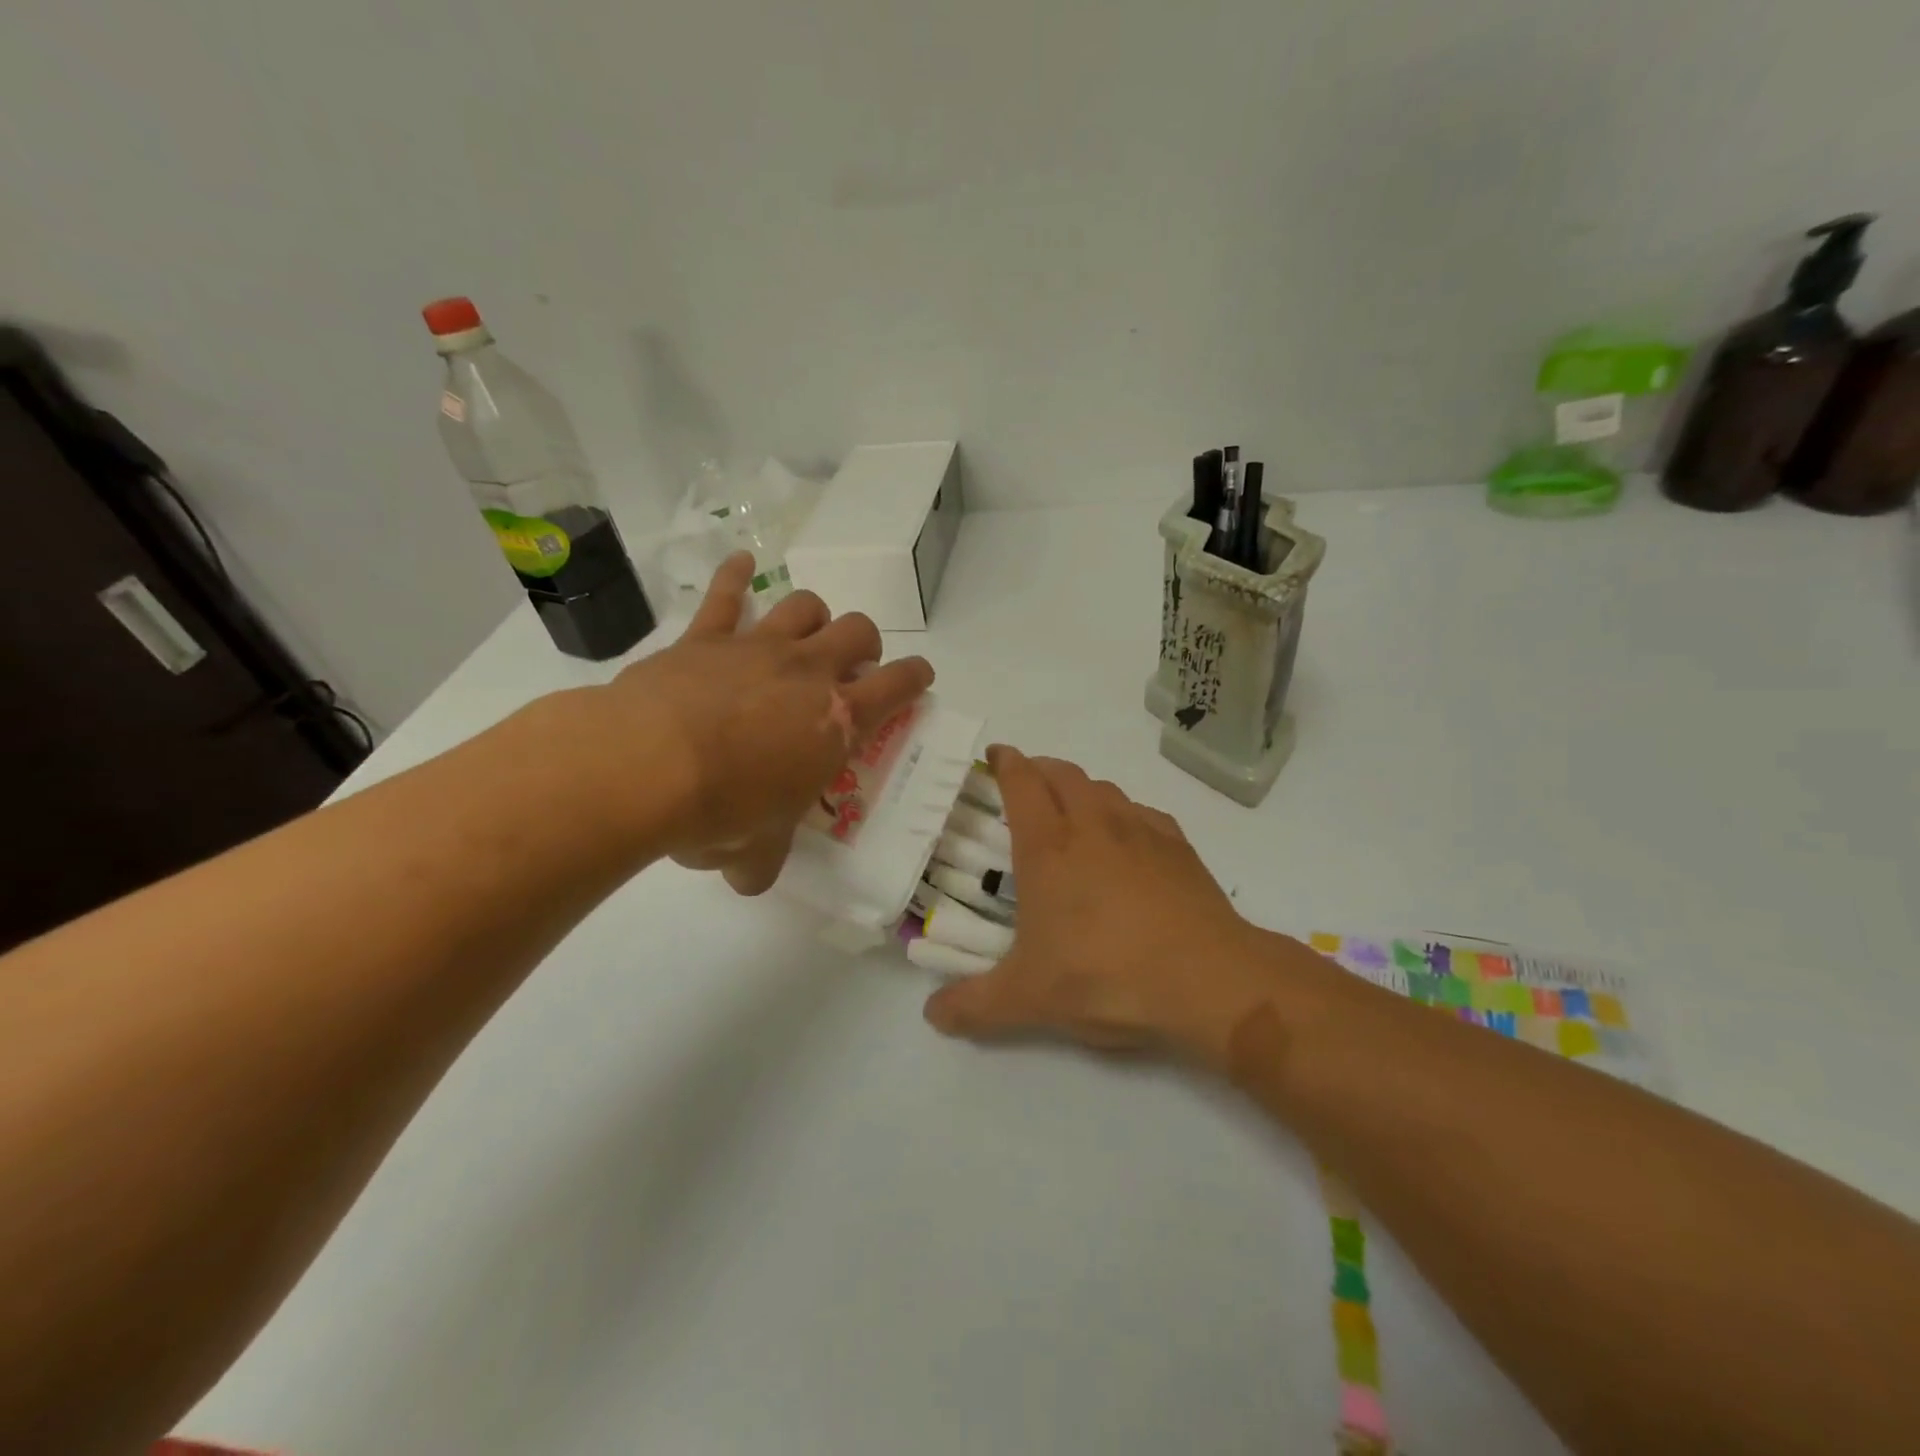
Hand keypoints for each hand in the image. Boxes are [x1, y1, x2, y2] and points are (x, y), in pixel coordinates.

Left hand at [602, 553, 933, 893]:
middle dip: (864, 644)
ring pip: (804, 605)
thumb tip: (750, 878)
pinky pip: (724, 594)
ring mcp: (757, 647)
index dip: (916, 678)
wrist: (644, 768)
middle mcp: (807, 673)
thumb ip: (762, 861)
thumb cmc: (719, 812)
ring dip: (814, 614)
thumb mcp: (754, 851)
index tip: (919, 677)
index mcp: (836, 723)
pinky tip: (740, 563)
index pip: (897, 688)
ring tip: (805, 631)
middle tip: (852, 666)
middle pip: (858, 631)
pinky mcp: (704, 637)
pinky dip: (734, 576)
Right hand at [921, 747, 1279, 1071]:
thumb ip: (974, 1006)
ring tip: (1072, 809)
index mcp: (1048, 847)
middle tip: (1026, 782)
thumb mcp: (1028, 999)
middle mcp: (1093, 825)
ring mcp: (1141, 831)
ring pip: (1104, 788)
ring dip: (1081, 788)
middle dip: (1040, 768)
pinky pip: (1143, 812)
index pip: (1021, 782)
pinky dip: (1125, 813)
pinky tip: (1128, 838)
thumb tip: (933, 1015)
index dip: (1005, 762)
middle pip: (1063, 774)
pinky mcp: (1179, 847)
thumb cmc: (1105, 976)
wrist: (1206, 980)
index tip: (995, 755)